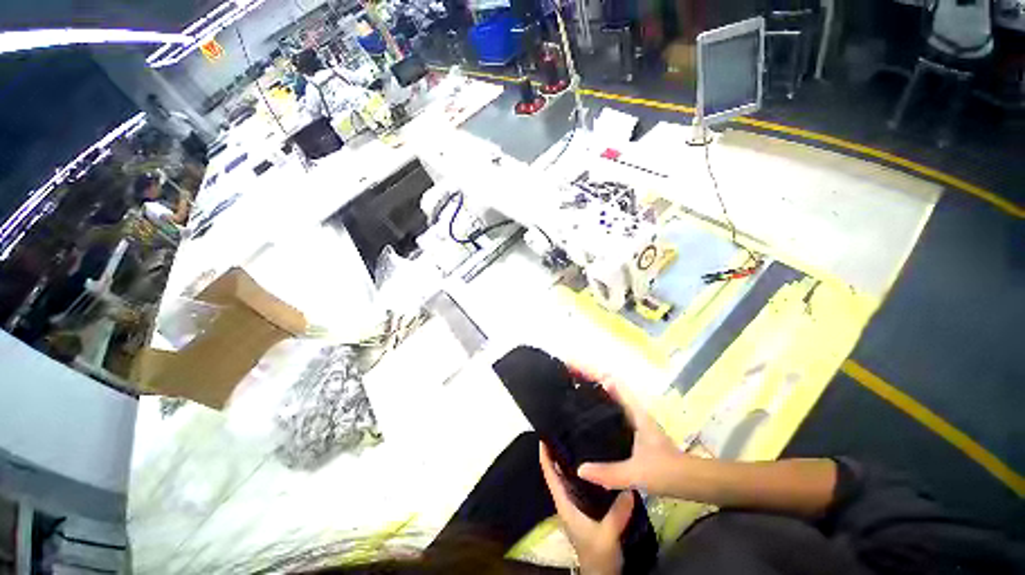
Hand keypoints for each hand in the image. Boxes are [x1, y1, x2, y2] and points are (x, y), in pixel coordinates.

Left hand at [539, 442, 631, 574]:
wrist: (601, 574)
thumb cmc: (598, 555)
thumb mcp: (607, 535)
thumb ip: (617, 514)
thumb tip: (629, 489)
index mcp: (565, 504)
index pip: (550, 476)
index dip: (544, 457)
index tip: (543, 438)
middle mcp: (566, 501)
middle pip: (556, 473)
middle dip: (555, 453)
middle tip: (562, 432)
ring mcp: (574, 505)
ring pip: (566, 478)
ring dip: (566, 461)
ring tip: (575, 440)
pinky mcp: (583, 509)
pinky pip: (578, 485)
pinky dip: (579, 473)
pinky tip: (591, 464)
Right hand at [577, 379, 683, 495]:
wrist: (693, 481)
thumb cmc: (667, 471)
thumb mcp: (635, 473)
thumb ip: (608, 472)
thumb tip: (579, 469)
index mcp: (635, 413)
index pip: (615, 385)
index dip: (597, 374)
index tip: (578, 369)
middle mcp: (634, 413)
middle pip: (611, 391)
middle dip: (593, 384)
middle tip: (572, 384)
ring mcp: (636, 423)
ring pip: (613, 404)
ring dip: (597, 398)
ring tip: (576, 400)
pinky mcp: (636, 434)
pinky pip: (615, 418)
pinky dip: (603, 415)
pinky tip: (591, 425)